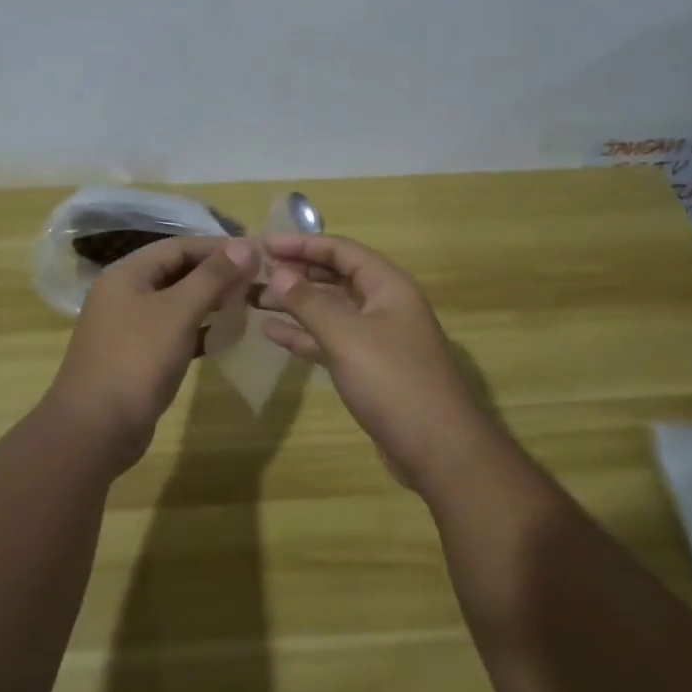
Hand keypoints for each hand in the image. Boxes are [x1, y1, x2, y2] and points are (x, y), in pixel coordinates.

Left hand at [50, 235, 257, 469]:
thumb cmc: (137, 360)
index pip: (178, 246)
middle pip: (177, 272)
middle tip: (256, 280)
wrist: (95, 430)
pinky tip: (227, 335)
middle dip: (216, 274)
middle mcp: (125, 294)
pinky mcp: (138, 356)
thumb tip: (247, 246)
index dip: (217, 247)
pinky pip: (174, 331)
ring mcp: (130, 327)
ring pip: (177, 303)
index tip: (256, 253)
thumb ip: (212, 277)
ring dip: (211, 301)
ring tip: (247, 303)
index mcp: (127, 274)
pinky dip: (200, 330)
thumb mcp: (178, 312)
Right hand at [259, 234, 487, 492]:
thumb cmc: (393, 381)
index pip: (340, 250)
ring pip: (330, 309)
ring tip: (253, 299)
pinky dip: (303, 335)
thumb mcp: (346, 336)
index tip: (263, 244)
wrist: (438, 448)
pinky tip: (271, 332)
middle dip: (296, 272)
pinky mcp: (368, 367)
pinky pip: (330, 340)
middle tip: (254, 272)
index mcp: (387, 285)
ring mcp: (377, 337)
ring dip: (295, 303)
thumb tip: (278, 273)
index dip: (301, 244)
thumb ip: (309, 302)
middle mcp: (384, 304)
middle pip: (335, 277)